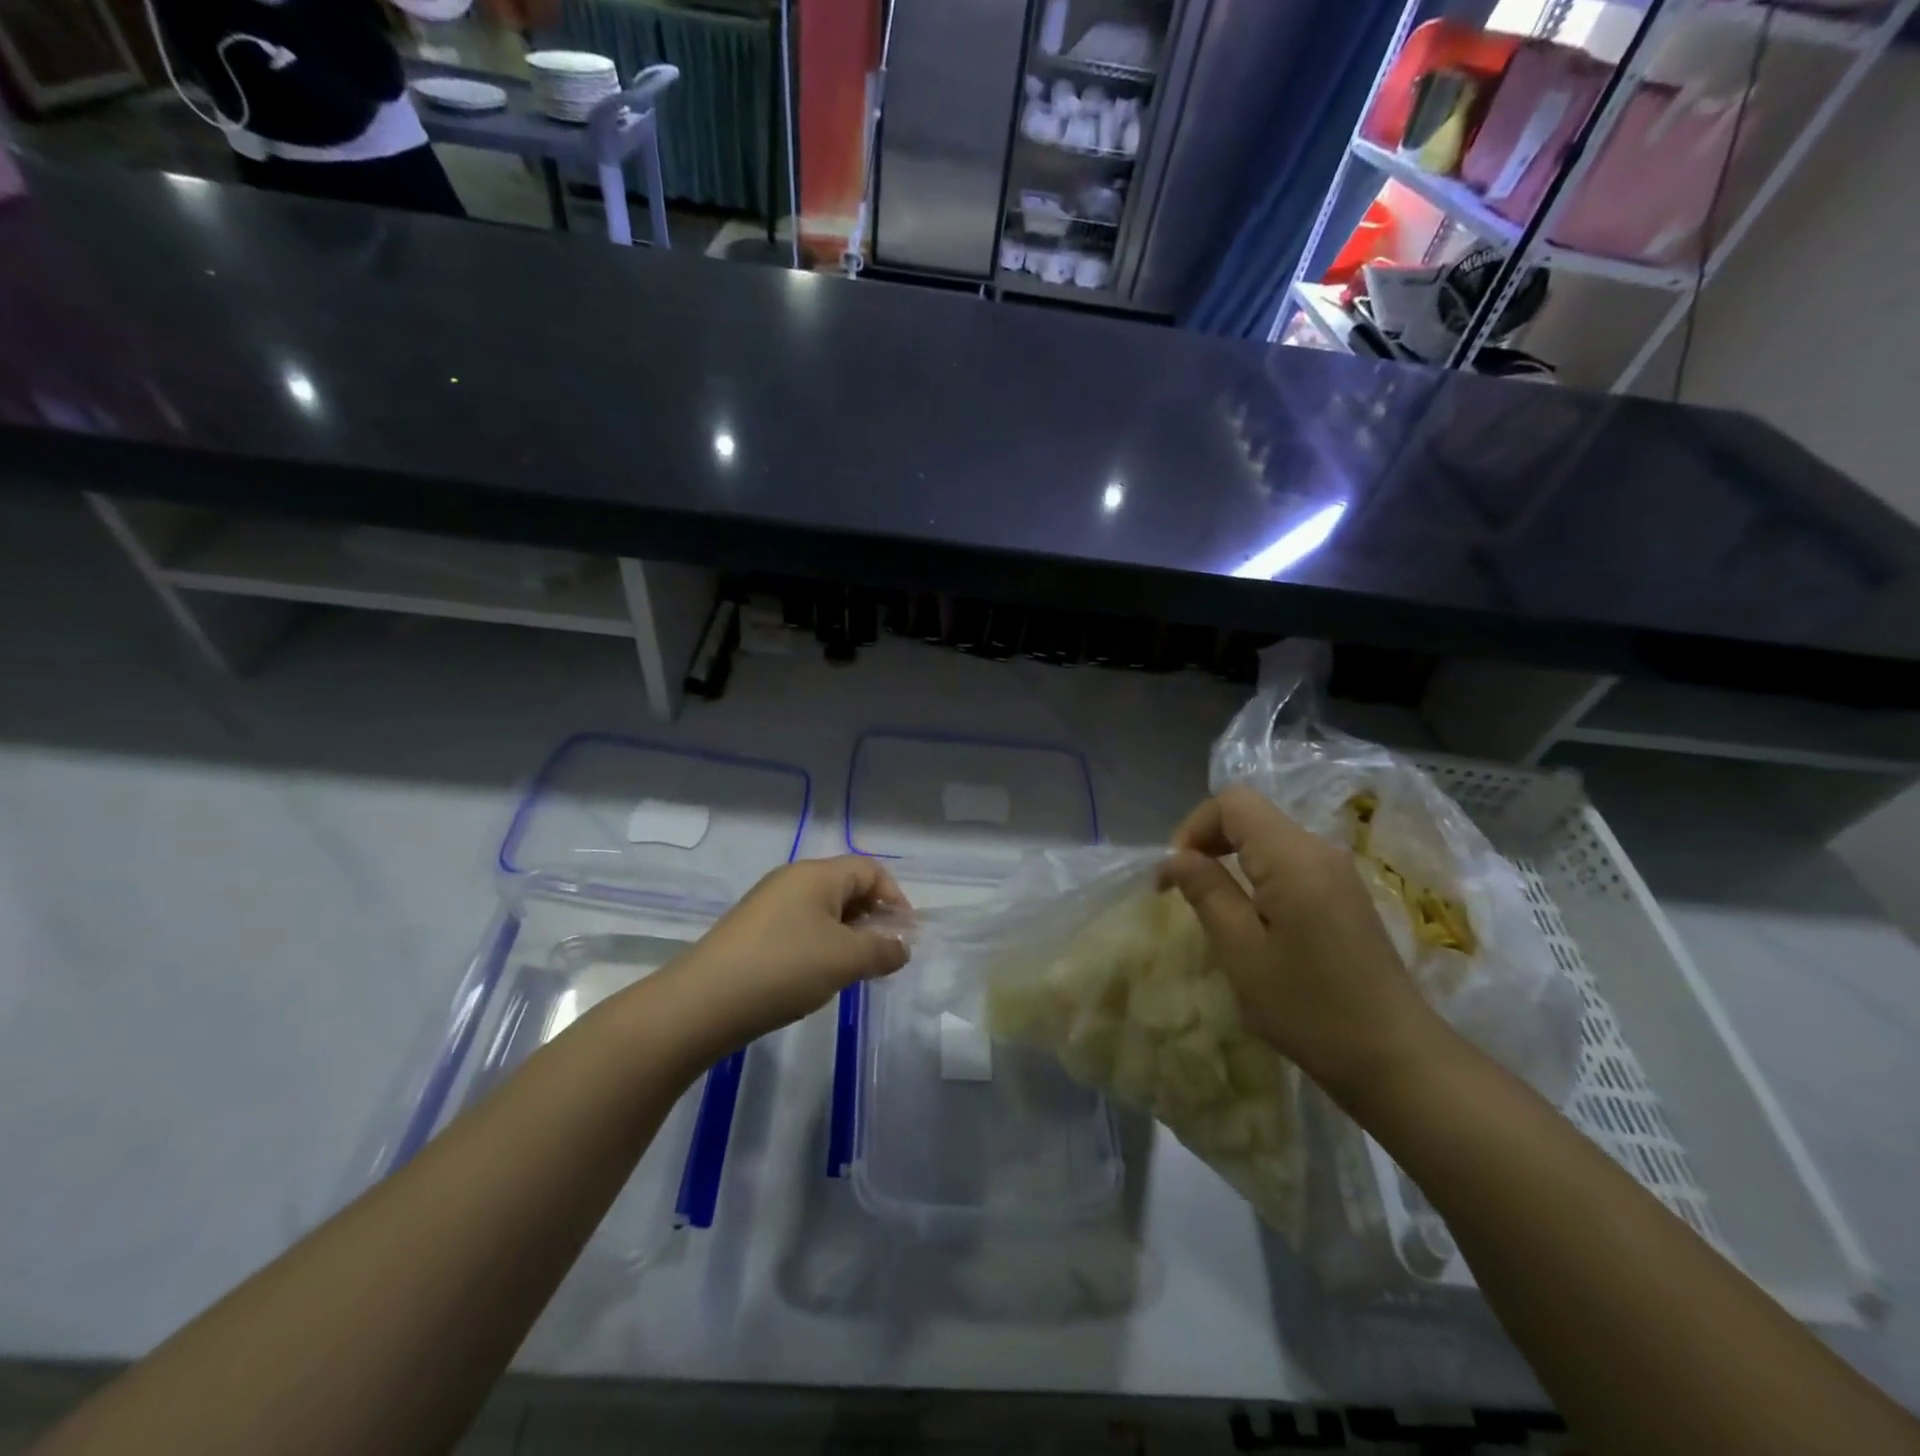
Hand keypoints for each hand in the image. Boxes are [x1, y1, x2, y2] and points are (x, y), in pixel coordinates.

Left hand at [674, 857, 910, 1046]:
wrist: (702, 1002)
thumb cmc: (784, 969)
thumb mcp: (845, 960)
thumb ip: (882, 950)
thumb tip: (901, 947)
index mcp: (816, 874)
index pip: (870, 870)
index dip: (895, 898)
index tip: (905, 935)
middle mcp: (792, 880)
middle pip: (847, 887)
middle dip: (873, 918)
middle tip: (884, 955)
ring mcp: (769, 905)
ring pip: (824, 910)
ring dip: (848, 935)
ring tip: (855, 970)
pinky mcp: (753, 931)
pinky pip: (801, 928)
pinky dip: (821, 946)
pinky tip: (819, 977)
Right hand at [1159, 786, 1449, 1100]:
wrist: (1396, 1060)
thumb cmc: (1309, 1007)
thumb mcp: (1242, 952)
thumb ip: (1207, 892)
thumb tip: (1177, 857)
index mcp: (1294, 858)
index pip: (1233, 802)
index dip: (1194, 827)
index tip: (1174, 874)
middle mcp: (1320, 851)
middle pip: (1252, 816)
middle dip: (1208, 842)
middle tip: (1184, 889)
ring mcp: (1338, 873)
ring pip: (1269, 839)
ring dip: (1231, 860)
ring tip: (1212, 907)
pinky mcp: (1345, 896)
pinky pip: (1289, 864)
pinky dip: (1257, 876)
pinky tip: (1252, 920)